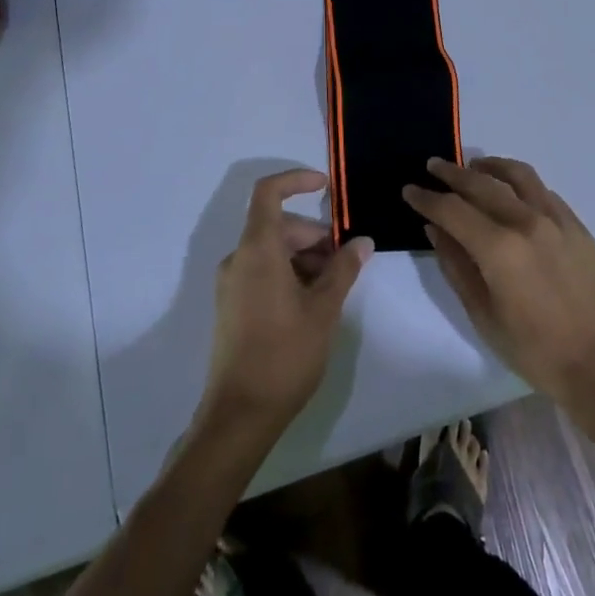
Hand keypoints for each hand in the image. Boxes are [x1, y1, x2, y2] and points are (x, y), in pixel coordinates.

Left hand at [200, 169, 373, 434]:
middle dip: (314, 235)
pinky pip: (262, 271)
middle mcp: (238, 259)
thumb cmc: (284, 355)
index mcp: (257, 250)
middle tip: (345, 261)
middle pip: (278, 226)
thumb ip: (344, 268)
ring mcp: (232, 284)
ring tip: (333, 287)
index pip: (268, 193)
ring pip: (272, 250)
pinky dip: (289, 273)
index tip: (326, 186)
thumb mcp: (324, 309)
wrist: (239, 415)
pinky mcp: (232, 306)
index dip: (296, 180)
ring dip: (304, 257)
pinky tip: (312, 303)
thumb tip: (362, 241)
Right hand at [405, 157, 594, 416]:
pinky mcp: (577, 226)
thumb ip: (456, 266)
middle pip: (482, 184)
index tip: (410, 190)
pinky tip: (512, 192)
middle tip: (432, 167)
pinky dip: (520, 183)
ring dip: (490, 167)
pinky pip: (543, 191)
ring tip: (473, 167)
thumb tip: (435, 229)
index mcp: (499, 248)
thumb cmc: (534, 350)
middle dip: (452, 174)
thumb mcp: (483, 315)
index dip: (427, 198)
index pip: (453, 209)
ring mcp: (556, 220)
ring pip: (518, 176)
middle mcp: (527, 222)